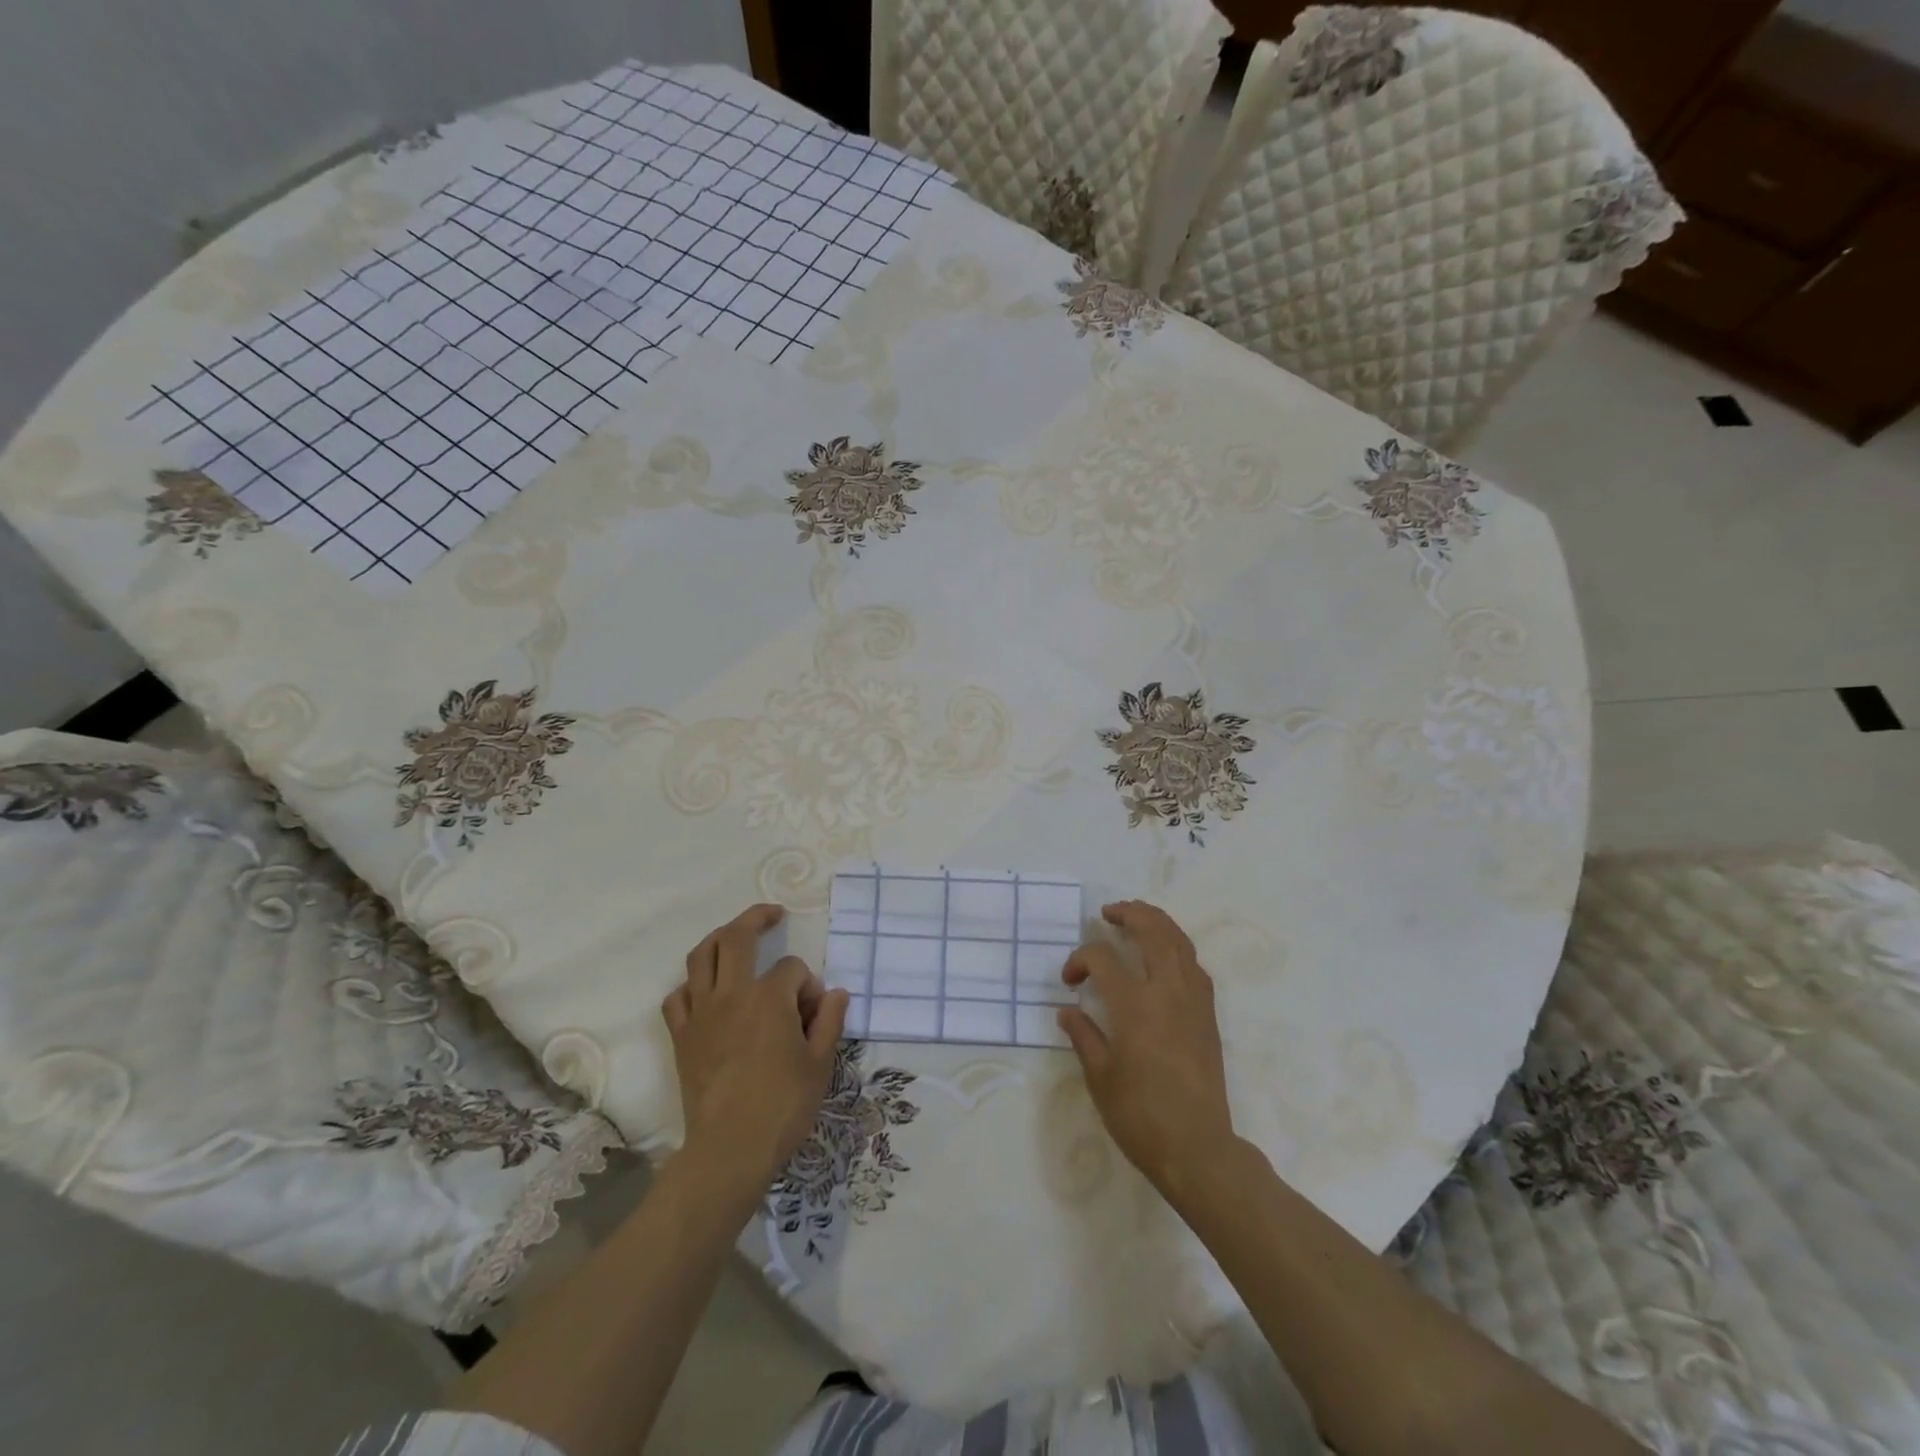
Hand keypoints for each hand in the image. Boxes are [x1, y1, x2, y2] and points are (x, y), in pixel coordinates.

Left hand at [662, 904, 848, 1190]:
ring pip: (700, 956)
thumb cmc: (783, 1106)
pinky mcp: (682, 1036)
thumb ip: (830, 1021)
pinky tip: (705, 993)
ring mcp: (701, 1013)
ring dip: (718, 939)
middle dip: (757, 918)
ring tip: (734, 937)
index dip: (809, 986)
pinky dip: (691, 986)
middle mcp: (732, 994)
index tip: (815, 1015)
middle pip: (736, 937)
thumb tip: (835, 993)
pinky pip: (677, 997)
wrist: (730, 1149)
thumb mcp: (821, 1063)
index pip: (793, 969)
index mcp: (770, 997)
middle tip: (773, 915)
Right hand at [1058, 901, 1237, 1194]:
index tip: (1069, 981)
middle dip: (1128, 914)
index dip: (1080, 960)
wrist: (1198, 1149)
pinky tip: (1164, 957)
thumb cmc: (1141, 1116)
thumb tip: (1068, 1011)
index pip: (1103, 958)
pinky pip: (1194, 965)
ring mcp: (1193, 1000)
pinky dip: (1177, 948)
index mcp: (1135, 1005)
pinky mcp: (1208, 1015)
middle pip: (1152, 931)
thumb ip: (1083, 1036)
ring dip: (1156, 922)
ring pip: (1179, 941)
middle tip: (1108, 914)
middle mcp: (1167, 992)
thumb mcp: (1100, 1078)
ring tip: (1137, 919)